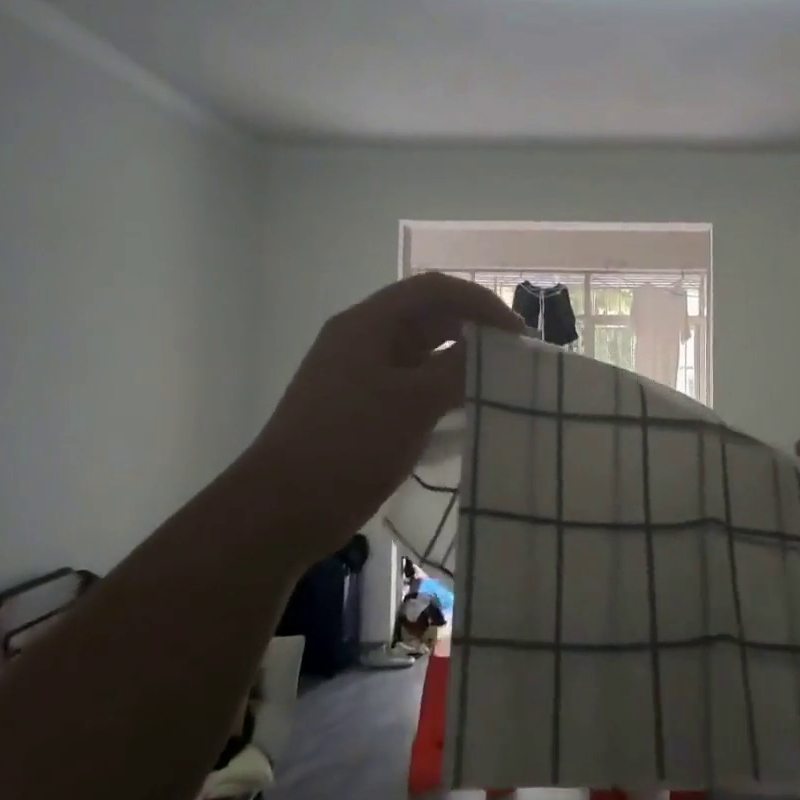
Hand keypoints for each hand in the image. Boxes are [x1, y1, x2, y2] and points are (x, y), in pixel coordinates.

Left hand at [248, 274, 524, 550]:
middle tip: (513, 356)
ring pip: (421, 354)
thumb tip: (490, 347)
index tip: (516, 332)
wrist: (283, 509)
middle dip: (473, 330)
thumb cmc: (350, 445)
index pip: (434, 290)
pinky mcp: (363, 408)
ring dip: (459, 363)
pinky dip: (442, 391)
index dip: (479, 302)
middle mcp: (363, 340)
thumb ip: (457, 368)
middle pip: (427, 318)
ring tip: (499, 383)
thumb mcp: (413, 402)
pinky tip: (469, 412)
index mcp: (368, 324)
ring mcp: (360, 375)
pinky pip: (412, 386)